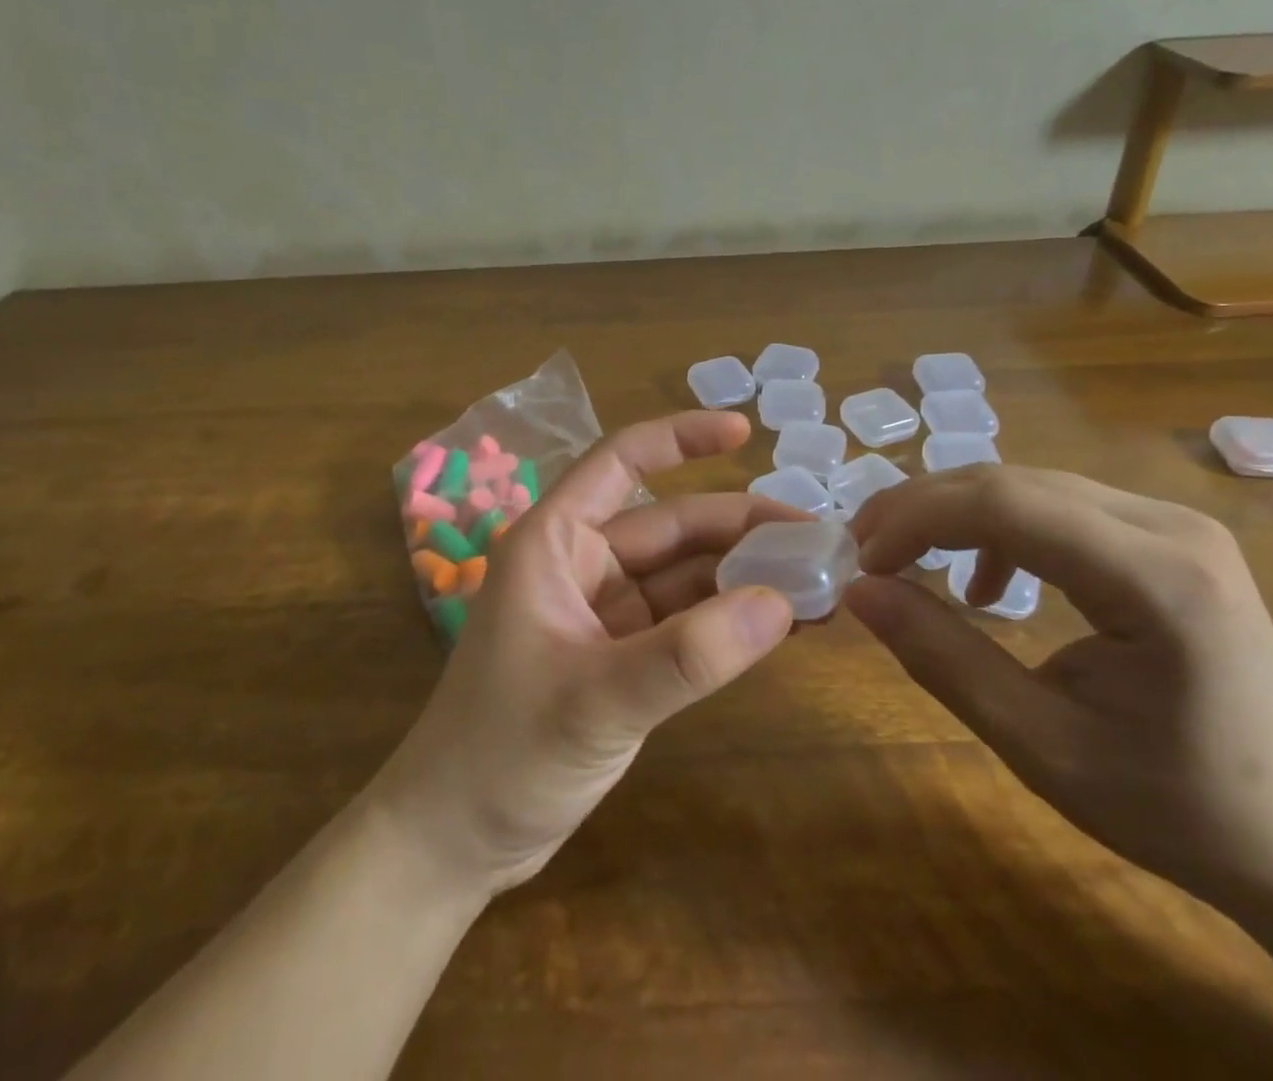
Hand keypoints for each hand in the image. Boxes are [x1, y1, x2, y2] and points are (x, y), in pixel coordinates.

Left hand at [368, 412, 799, 896]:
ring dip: (744, 577)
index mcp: (554, 542)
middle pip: (672, 525)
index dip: (681, 438)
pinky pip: (684, 622)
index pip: (620, 461)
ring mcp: (603, 612)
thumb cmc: (501, 756)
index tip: (746, 431)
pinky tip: (781, 624)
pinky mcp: (620, 658)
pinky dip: (728, 621)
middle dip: (741, 528)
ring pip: (684, 575)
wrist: (454, 841)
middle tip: (819, 541)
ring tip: (819, 583)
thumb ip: (687, 655)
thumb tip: (780, 601)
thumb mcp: (597, 702)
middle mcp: (580, 564)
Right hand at [845, 466, 1272, 965]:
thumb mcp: (1042, 745)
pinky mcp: (1163, 536)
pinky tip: (986, 583)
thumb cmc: (1179, 808)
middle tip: (865, 552)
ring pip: (1028, 486)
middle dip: (924, 508)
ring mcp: (1171, 523)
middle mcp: (1168, 526)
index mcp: (1156, 579)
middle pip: (1012, 481)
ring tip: (905, 559)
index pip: (1006, 505)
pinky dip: (997, 530)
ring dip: (953, 514)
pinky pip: (1055, 507)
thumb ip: (944, 658)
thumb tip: (859, 592)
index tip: (863, 561)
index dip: (917, 518)